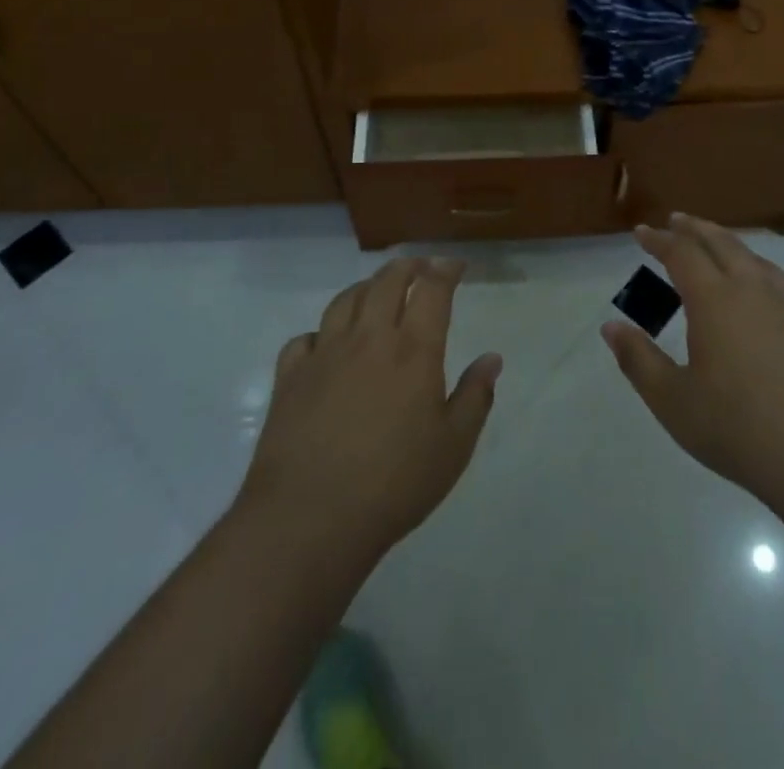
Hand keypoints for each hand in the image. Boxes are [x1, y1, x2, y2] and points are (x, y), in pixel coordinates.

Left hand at [239, 257, 500, 565]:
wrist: (310, 518)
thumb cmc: (394, 484)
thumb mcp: (453, 447)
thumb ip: (475, 397)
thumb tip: (492, 359)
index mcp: (413, 350)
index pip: (432, 289)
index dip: (445, 270)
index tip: (456, 266)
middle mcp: (369, 338)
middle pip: (387, 281)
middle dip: (408, 266)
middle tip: (421, 268)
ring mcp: (325, 354)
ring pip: (345, 300)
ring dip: (366, 287)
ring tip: (377, 292)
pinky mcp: (290, 377)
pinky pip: (304, 338)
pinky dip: (320, 332)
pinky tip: (326, 344)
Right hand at [602, 214, 783, 520]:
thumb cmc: (740, 430)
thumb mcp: (674, 402)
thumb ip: (639, 361)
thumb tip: (611, 327)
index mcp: (715, 301)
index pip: (682, 253)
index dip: (659, 240)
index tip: (642, 232)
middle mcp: (755, 291)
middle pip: (722, 243)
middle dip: (696, 229)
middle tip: (677, 221)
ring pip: (758, 261)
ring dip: (732, 246)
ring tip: (719, 247)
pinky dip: (765, 280)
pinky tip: (767, 299)